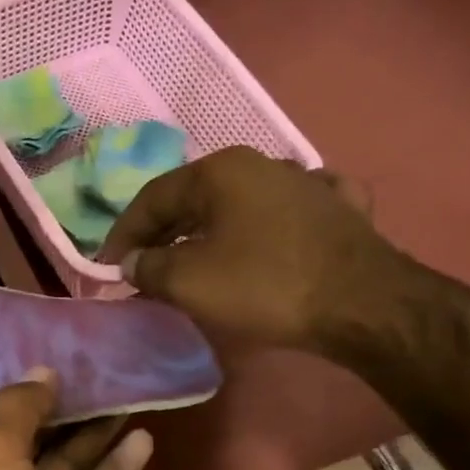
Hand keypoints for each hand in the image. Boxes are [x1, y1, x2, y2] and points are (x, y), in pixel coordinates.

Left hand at [0, 370, 153, 469]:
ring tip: (127, 393)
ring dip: (91, 436)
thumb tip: (42, 373)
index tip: (40, 348)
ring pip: (60, 469)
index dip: (6, 385)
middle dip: (58, 408)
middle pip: (23, 440)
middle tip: (97, 367)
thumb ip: (15, 408)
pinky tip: (142, 439)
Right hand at [96, 147, 412, 351]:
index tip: (105, 267)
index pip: (152, 197)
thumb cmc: (264, 285)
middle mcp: (261, 164)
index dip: (122, 234)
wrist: (363, 304)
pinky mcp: (338, 210)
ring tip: (190, 259)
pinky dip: (262, 227)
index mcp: (220, 171)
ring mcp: (306, 183)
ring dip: (207, 231)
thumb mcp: (188, 281)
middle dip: (161, 233)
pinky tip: (265, 236)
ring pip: (238, 204)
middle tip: (140, 267)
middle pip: (193, 198)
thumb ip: (148, 266)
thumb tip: (132, 262)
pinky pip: (285, 213)